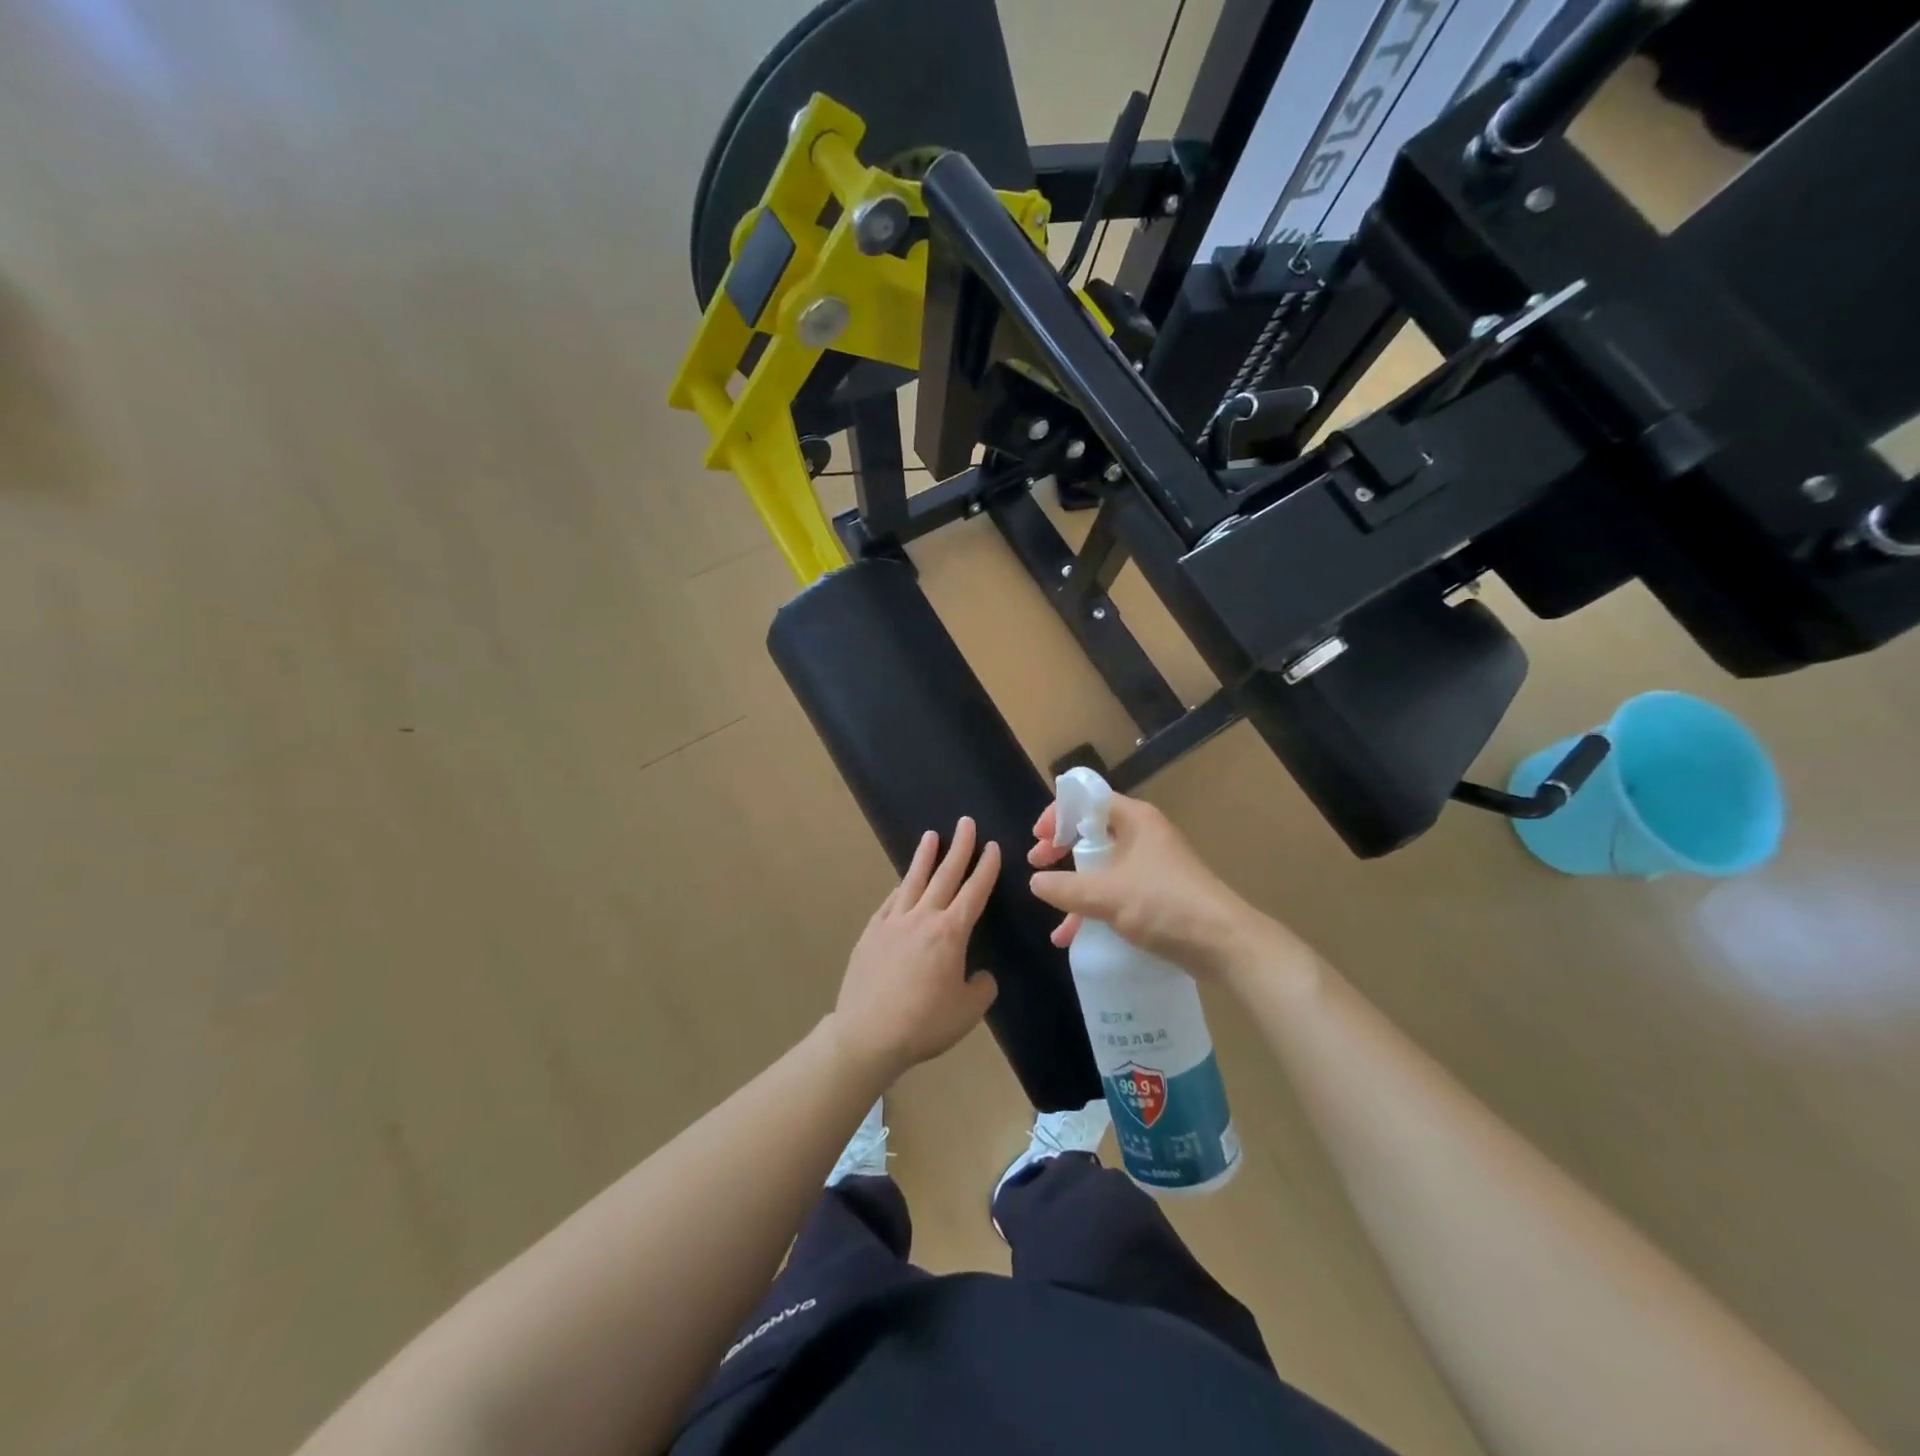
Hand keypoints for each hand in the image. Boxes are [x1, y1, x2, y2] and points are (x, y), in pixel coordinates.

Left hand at [831, 818, 1000, 1083]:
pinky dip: (900, 888)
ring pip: (913, 880)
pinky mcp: (871, 932)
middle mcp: (923, 918)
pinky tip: (902, 883)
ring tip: (931, 836)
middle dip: (959, 847)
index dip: (985, 868)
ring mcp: (893, 922)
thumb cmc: (924, 1023)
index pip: (974, 891)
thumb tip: (979, 976)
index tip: (992, 846)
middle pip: (945, 875)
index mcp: (951, 933)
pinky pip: (890, 902)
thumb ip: (981, 988)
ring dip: (924, 857)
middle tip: (966, 823)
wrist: (868, 1034)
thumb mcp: (968, 1011)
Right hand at [1028, 792, 1289, 980]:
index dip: (1059, 813)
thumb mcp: (1107, 895)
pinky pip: (1116, 893)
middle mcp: (1143, 836)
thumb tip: (1035, 882)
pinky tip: (1073, 937)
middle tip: (1039, 864)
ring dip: (1076, 888)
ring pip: (1102, 867)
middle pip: (1092, 832)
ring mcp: (1152, 866)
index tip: (1038, 838)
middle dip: (1062, 850)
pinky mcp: (1158, 895)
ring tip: (1053, 913)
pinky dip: (1094, 909)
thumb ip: (1065, 887)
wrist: (1224, 944)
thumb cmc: (1165, 905)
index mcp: (1135, 820)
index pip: (1088, 799)